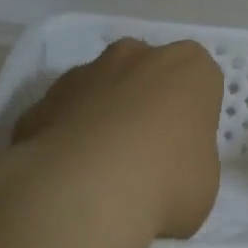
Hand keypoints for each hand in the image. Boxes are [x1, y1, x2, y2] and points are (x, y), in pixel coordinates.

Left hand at [0, 37, 223, 240]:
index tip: (186, 149)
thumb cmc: (167, 181)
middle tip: (147, 156)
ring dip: (104, 117)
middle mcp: (138, 56)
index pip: (200, 82)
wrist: (83, 192)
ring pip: (102, 89)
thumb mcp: (205, 182)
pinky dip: (67, 137)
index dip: (193, 116)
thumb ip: (190, 163)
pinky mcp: (43, 99)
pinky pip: (64, 116)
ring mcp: (85, 72)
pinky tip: (69, 176)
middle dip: (146, 104)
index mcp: (190, 68)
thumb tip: (168, 174)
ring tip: (102, 171)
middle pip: (148, 74)